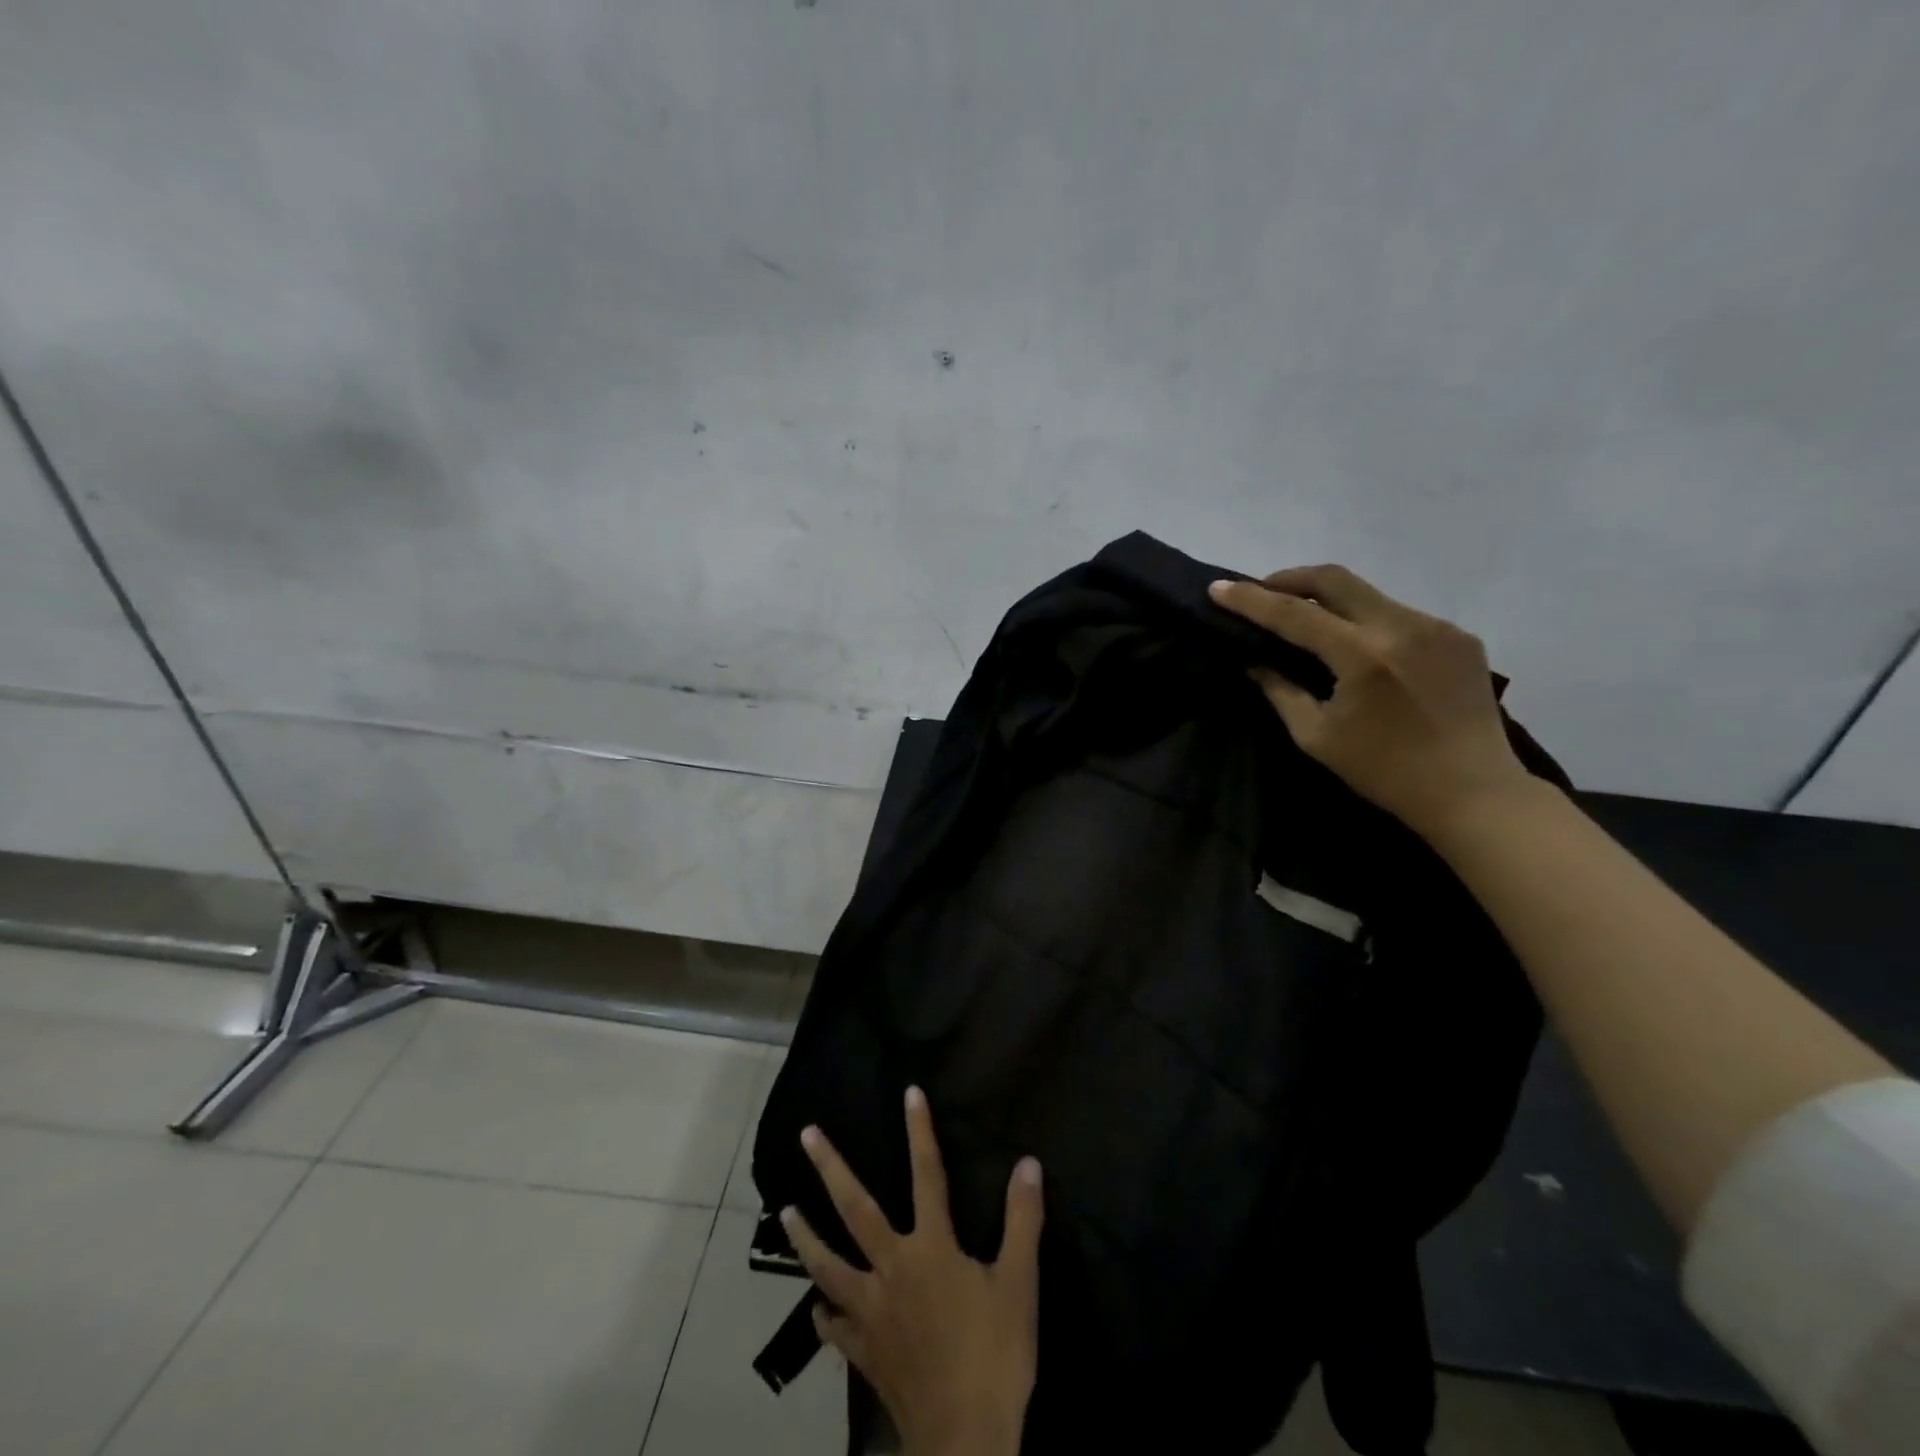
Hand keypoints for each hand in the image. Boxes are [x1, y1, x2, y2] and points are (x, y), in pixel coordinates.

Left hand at [782, 1087, 1043, 1455]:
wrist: (964, 1439)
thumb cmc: (995, 1354)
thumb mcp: (1019, 1283)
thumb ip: (1021, 1220)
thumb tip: (1027, 1163)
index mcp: (931, 1248)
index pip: (927, 1174)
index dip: (919, 1131)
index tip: (909, 1092)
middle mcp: (893, 1268)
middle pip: (856, 1210)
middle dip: (831, 1168)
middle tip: (806, 1136)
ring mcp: (871, 1311)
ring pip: (829, 1265)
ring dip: (806, 1237)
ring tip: (787, 1212)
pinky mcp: (864, 1351)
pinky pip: (836, 1327)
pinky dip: (824, 1314)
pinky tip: (816, 1309)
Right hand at [1208, 564, 1536, 839]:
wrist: (1473, 792)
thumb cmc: (1384, 772)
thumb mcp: (1316, 736)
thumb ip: (1280, 691)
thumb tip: (1254, 662)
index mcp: (1363, 656)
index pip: (1293, 614)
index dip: (1250, 600)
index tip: (1218, 588)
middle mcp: (1402, 627)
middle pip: (1335, 579)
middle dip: (1290, 579)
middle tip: (1260, 590)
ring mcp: (1437, 627)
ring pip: (1368, 595)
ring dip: (1329, 601)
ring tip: (1305, 621)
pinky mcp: (1460, 636)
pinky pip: (1399, 614)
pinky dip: (1366, 621)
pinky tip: (1357, 646)